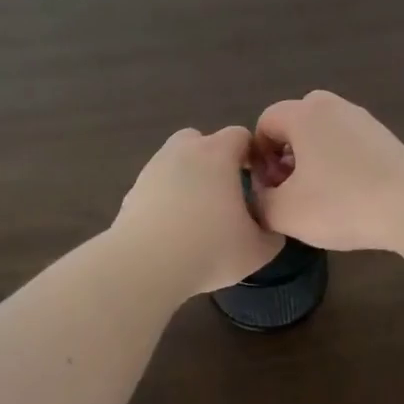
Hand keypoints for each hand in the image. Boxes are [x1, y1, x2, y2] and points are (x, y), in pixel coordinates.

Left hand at [113, 126, 284, 295]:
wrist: (145, 267)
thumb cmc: (210, 250)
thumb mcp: (258, 249)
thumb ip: (272, 232)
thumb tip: (270, 226)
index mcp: (217, 154)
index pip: (240, 135)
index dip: (252, 154)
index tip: (257, 181)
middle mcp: (183, 151)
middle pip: (202, 140)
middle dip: (215, 159)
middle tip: (226, 193)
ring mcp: (153, 169)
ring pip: (176, 162)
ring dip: (188, 178)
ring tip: (197, 215)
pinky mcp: (132, 192)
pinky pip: (157, 186)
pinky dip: (166, 198)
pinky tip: (173, 229)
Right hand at [250, 90, 403, 251]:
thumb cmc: (341, 203)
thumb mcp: (284, 212)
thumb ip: (259, 202)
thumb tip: (261, 197)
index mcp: (303, 113)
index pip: (265, 123)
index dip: (258, 157)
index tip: (269, 189)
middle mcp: (332, 106)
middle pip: (294, 124)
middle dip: (285, 155)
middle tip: (290, 189)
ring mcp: (362, 119)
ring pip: (323, 134)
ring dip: (312, 160)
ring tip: (318, 197)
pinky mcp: (385, 137)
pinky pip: (347, 144)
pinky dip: (339, 163)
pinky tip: (347, 196)